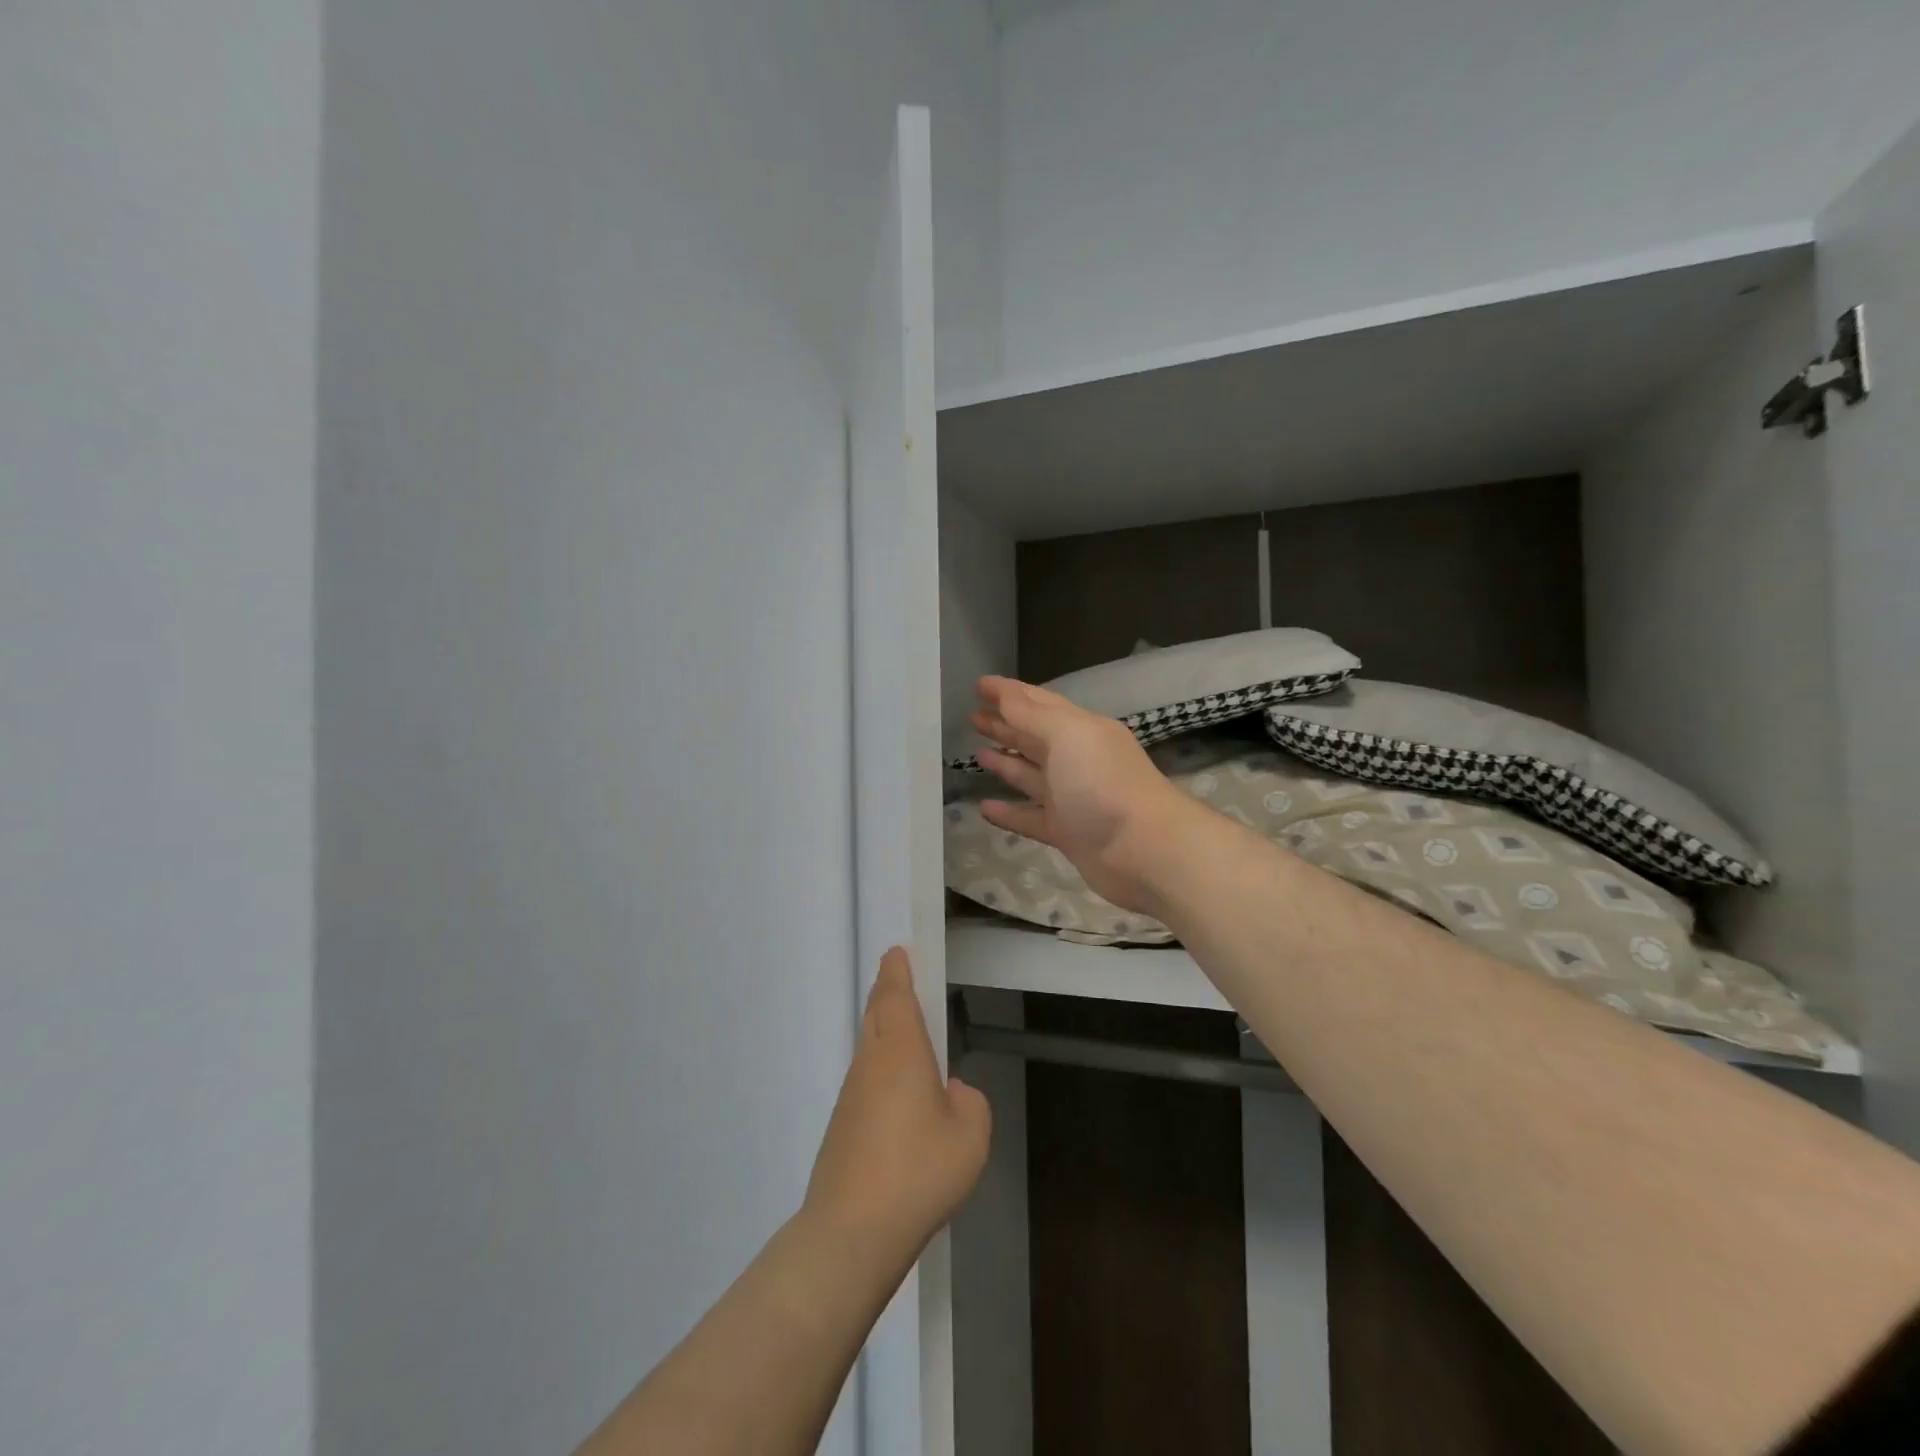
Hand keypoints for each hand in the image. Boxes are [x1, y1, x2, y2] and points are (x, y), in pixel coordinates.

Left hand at [804, 949, 990, 1263]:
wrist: (850, 1233)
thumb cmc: (917, 1172)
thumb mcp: (970, 1137)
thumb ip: (969, 1104)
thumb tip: (951, 1093)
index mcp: (900, 1050)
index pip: (894, 994)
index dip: (897, 970)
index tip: (899, 952)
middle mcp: (870, 1063)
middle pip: (875, 1013)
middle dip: (887, 993)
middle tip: (902, 981)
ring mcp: (850, 1095)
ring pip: (868, 1048)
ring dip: (884, 1032)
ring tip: (908, 1039)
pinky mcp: (841, 1127)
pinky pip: (865, 1082)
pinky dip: (881, 1071)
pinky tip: (899, 1101)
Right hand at [971, 676, 1198, 915]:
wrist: (1143, 850)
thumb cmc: (1103, 782)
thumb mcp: (1067, 735)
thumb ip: (1032, 715)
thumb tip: (1004, 693)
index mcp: (1081, 729)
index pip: (1039, 703)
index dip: (1009, 692)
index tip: (979, 683)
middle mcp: (1076, 760)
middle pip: (1034, 737)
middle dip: (1005, 725)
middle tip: (972, 717)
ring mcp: (1071, 798)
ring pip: (1031, 776)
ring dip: (1005, 763)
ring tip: (976, 753)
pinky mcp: (1066, 833)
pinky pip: (1029, 818)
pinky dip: (1008, 812)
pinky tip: (984, 808)